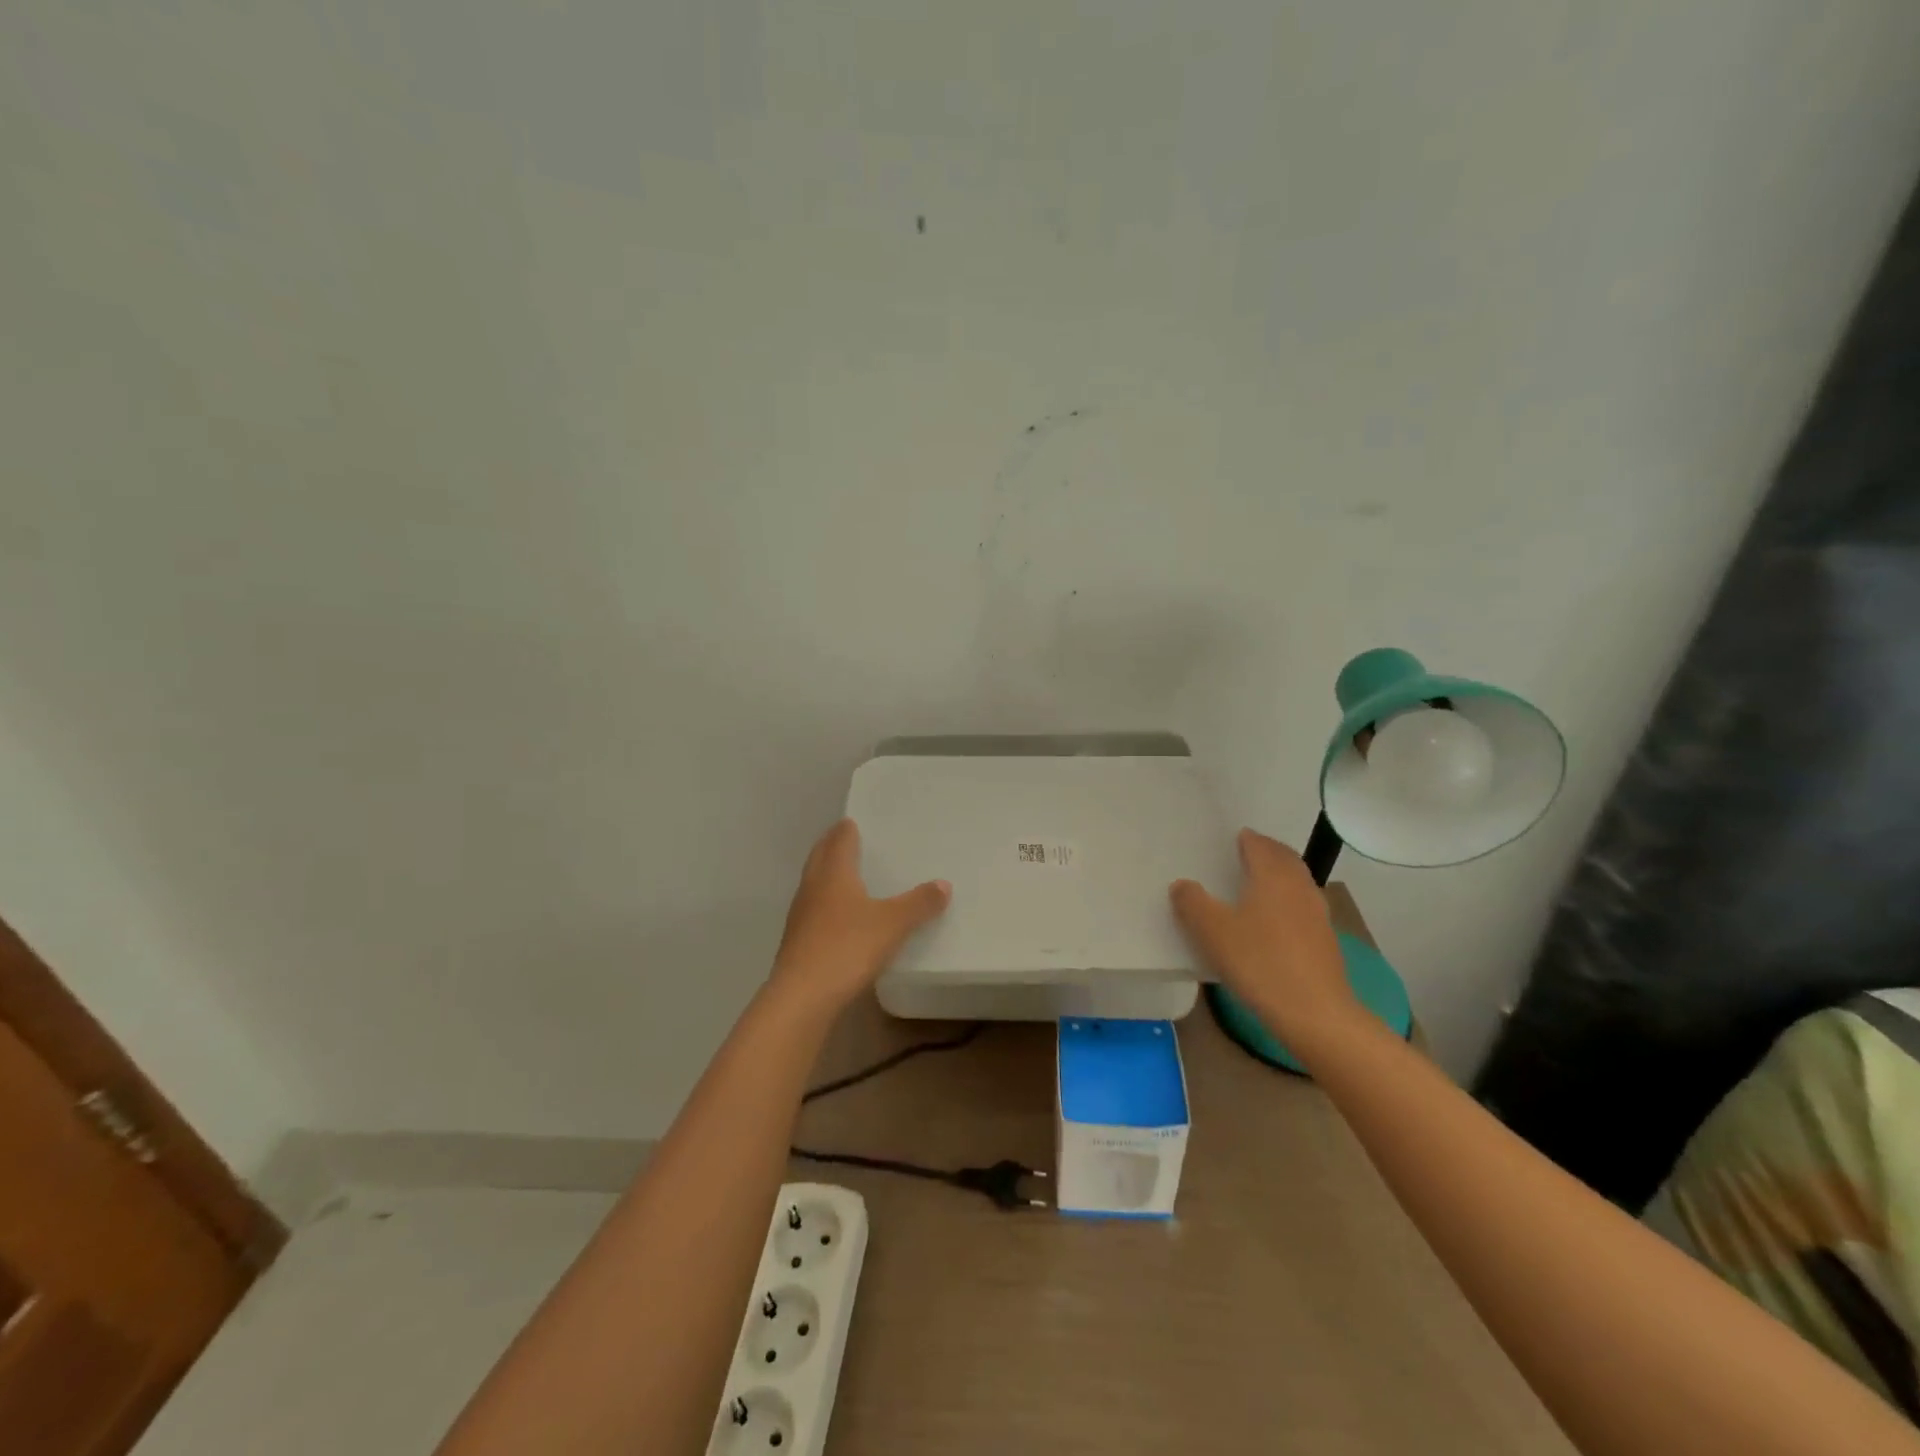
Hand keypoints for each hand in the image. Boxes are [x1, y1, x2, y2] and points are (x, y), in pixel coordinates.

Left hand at [771, 819, 950, 1011]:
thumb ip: (919, 903)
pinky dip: (826, 902)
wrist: (802, 997)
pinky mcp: (797, 941)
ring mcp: (800, 915)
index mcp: (834, 873)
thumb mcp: (893, 924)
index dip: (846, 829)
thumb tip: (943, 884)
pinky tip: (839, 916)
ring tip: (846, 874)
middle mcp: (813, 887)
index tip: (853, 821)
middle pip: (820, 857)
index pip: (839, 840)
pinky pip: (813, 910)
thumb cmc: (848, 948)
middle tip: (847, 839)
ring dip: (827, 874)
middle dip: (832, 846)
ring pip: (814, 883)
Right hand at [1170, 829, 1361, 1049]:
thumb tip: (1182, 884)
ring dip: (1280, 877)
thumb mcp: (1212, 932)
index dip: (1246, 839)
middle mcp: (1299, 887)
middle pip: (1285, 859)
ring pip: (1298, 883)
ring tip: (1258, 885)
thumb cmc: (1260, 963)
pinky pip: (1303, 908)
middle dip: (1267, 852)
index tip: (1233, 838)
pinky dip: (1288, 903)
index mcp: (1273, 876)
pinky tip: (1274, 922)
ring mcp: (1318, 915)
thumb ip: (1192, 903)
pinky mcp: (1326, 942)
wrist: (1316, 1014)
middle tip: (1246, 854)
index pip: (1260, 845)